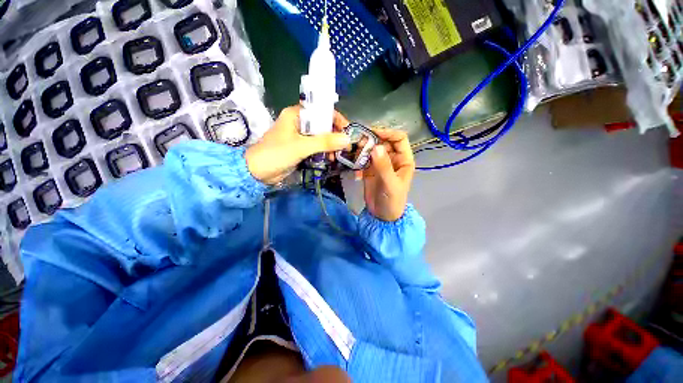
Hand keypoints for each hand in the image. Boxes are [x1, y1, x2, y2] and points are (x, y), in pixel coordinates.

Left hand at [245, 106, 349, 184]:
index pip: (322, 112)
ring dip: (330, 146)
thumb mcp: (301, 146)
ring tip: (337, 156)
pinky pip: (316, 147)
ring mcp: (300, 136)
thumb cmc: (276, 154)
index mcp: (297, 114)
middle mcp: (299, 123)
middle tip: (346, 147)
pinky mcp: (300, 148)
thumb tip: (347, 139)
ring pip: (321, 137)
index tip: (348, 131)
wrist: (257, 172)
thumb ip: (324, 142)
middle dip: (335, 136)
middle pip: (323, 125)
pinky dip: (324, 152)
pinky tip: (329, 159)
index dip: (336, 120)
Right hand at [361, 128, 414, 221]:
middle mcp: (392, 158)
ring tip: (354, 152)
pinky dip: (357, 159)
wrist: (382, 216)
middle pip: (382, 142)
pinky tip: (353, 164)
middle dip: (371, 140)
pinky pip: (363, 159)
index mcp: (403, 159)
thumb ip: (383, 166)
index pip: (399, 138)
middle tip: (358, 142)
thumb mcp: (390, 184)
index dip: (387, 133)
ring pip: (371, 149)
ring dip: (362, 149)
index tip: (372, 132)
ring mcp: (380, 164)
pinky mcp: (369, 170)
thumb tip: (375, 147)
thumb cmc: (392, 201)